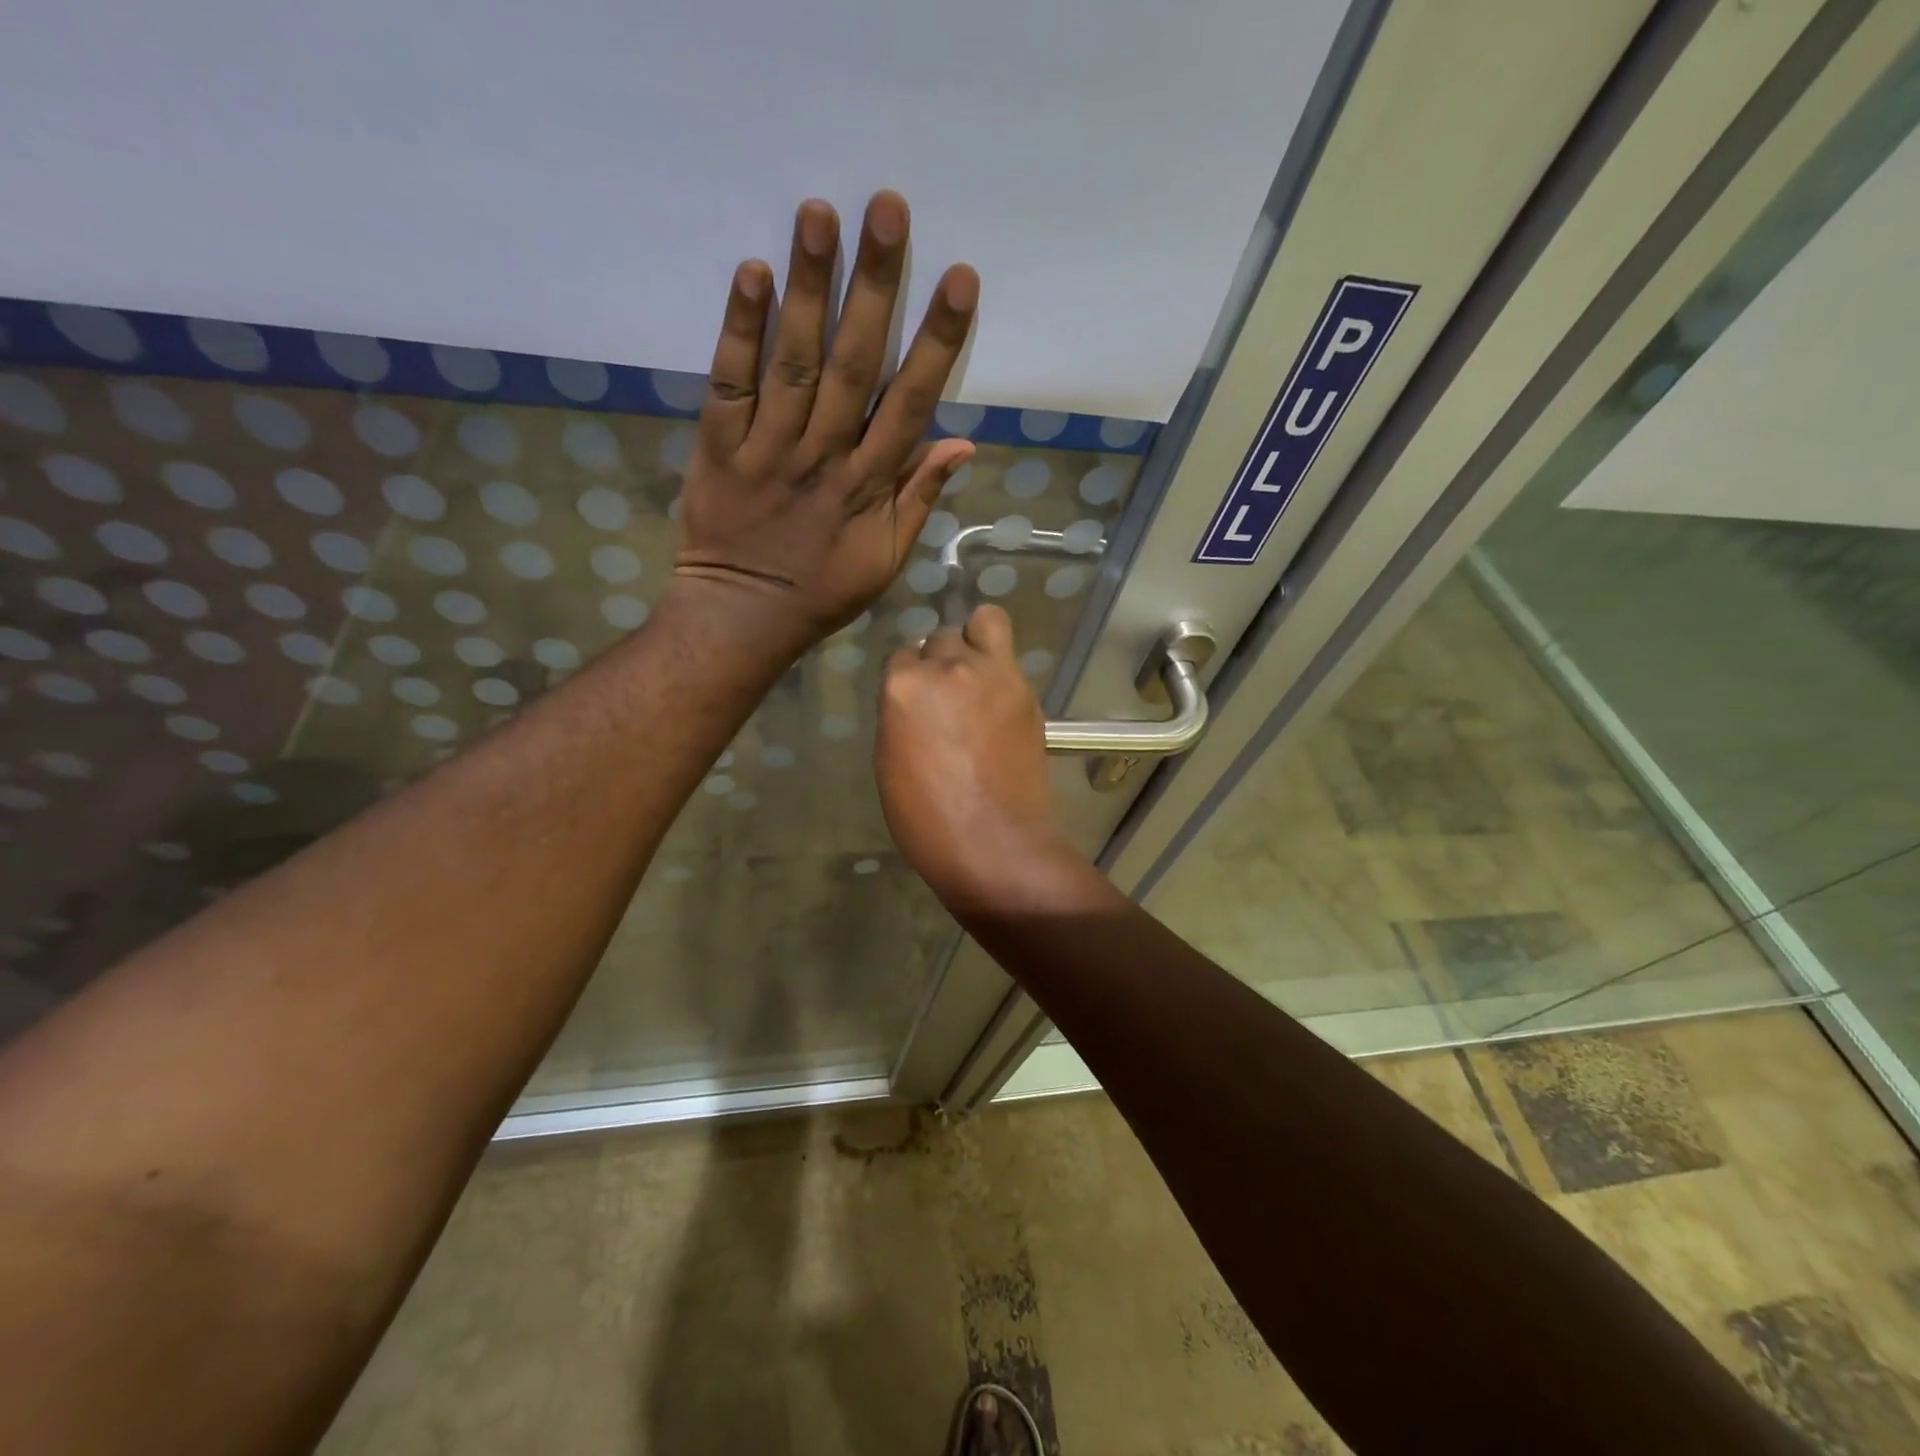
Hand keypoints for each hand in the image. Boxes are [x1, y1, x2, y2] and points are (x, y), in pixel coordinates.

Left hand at [668, 190, 978, 661]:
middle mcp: (822, 456)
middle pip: (853, 364)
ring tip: (819, 212)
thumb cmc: (822, 592)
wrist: (742, 616)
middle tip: (888, 208)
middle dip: (874, 287)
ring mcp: (768, 449)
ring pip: (793, 362)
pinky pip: (729, 383)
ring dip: (808, 287)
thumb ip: (919, 499)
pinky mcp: (719, 446)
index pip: (910, 403)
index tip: (959, 280)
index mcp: (868, 486)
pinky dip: (738, 330)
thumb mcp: (886, 560)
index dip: (936, 342)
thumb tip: (962, 444)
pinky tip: (752, 273)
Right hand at [876, 605, 1081, 910]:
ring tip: (978, 675)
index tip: (917, 702)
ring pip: (985, 623)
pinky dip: (1001, 671)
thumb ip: (900, 714)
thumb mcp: (890, 761)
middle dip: (941, 660)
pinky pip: (1009, 659)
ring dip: (976, 641)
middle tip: (948, 694)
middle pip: (942, 637)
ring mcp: (994, 674)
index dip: (910, 679)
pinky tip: (999, 705)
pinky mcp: (1027, 691)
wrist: (992, 842)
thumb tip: (917, 699)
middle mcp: (949, 666)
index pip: (903, 655)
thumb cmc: (925, 817)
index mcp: (905, 685)